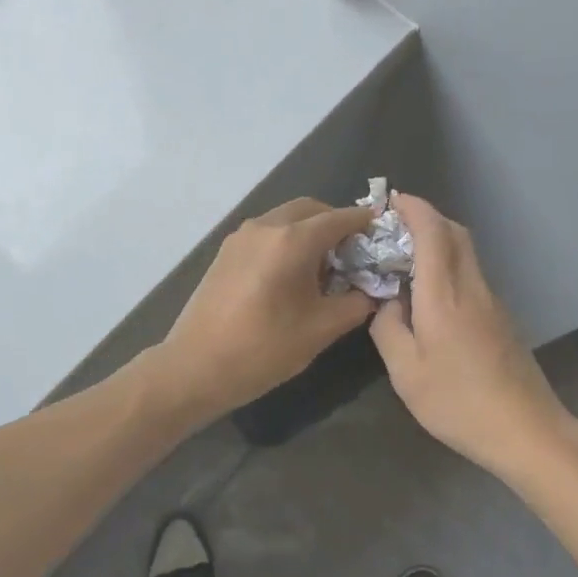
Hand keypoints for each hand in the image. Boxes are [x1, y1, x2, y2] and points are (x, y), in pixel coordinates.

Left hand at [156, 198, 378, 418]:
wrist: (195, 367)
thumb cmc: (263, 348)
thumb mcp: (321, 329)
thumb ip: (355, 304)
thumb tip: (372, 291)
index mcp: (292, 240)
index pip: (339, 219)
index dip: (363, 222)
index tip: (382, 229)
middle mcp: (266, 226)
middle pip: (310, 209)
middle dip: (335, 222)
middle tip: (354, 251)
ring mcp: (241, 237)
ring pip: (286, 218)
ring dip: (309, 230)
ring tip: (324, 265)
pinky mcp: (226, 251)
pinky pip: (267, 232)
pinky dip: (287, 239)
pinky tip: (292, 273)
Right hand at [369, 194, 573, 472]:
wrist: (525, 429)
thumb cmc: (458, 402)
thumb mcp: (406, 372)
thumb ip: (388, 329)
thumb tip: (387, 302)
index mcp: (444, 294)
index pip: (432, 231)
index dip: (413, 208)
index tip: (391, 201)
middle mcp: (472, 287)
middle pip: (455, 233)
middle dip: (426, 218)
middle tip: (395, 228)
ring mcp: (492, 301)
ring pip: (466, 252)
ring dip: (438, 241)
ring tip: (406, 259)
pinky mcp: (501, 318)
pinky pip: (471, 274)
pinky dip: (449, 264)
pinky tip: (430, 295)